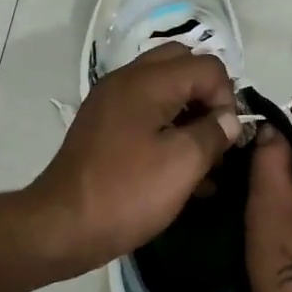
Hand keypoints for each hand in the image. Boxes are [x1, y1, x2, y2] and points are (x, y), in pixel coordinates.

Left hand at [26, 43, 241, 274]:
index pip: (207, 66)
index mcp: (147, 81)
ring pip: (164, 89)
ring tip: (204, 160)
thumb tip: (229, 120)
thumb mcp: (183, 164)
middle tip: (216, 137)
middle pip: (182, 65)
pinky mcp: (103, 126)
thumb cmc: (127, 192)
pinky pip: (145, 111)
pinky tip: (179, 169)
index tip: (226, 139)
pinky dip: (166, 128)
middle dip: (207, 97)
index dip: (227, 99)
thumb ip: (213, 133)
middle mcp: (126, 80)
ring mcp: (111, 101)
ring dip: (188, 114)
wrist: (63, 225)